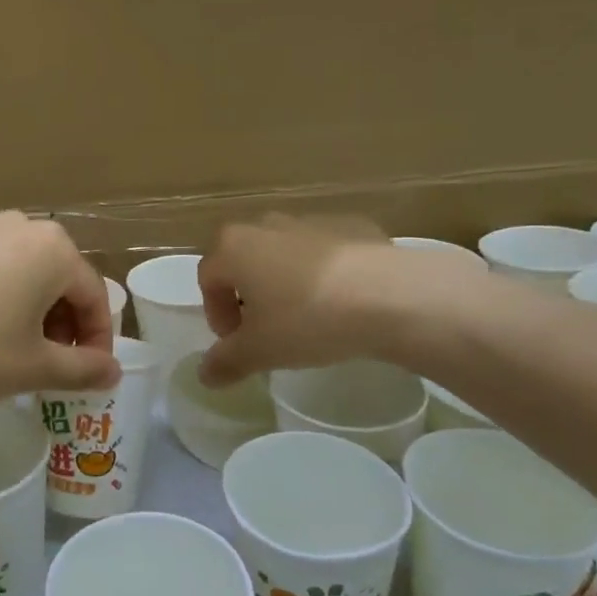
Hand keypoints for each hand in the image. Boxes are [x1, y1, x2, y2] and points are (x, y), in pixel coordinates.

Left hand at [0, 212, 120, 405]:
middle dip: (65, 326)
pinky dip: (3, 300)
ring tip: (18, 354)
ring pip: (27, 274)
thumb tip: (113, 371)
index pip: (94, 296)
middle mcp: (22, 227)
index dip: (98, 340)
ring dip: (35, 314)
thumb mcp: (34, 367)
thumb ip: (82, 369)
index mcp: (53, 248)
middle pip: (61, 281)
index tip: (90, 375)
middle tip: (54, 367)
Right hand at [196, 214, 484, 384]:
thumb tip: (204, 375)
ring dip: (286, 282)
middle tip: (267, 330)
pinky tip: (345, 302)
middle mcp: (266, 225)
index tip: (237, 342)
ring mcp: (311, 220)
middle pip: (244, 260)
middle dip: (249, 294)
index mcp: (234, 247)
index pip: (208, 279)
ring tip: (308, 317)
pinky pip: (326, 252)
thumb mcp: (261, 351)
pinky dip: (325, 273)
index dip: (216, 314)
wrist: (391, 295)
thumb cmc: (308, 319)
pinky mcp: (352, 225)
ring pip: (285, 253)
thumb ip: (226, 362)